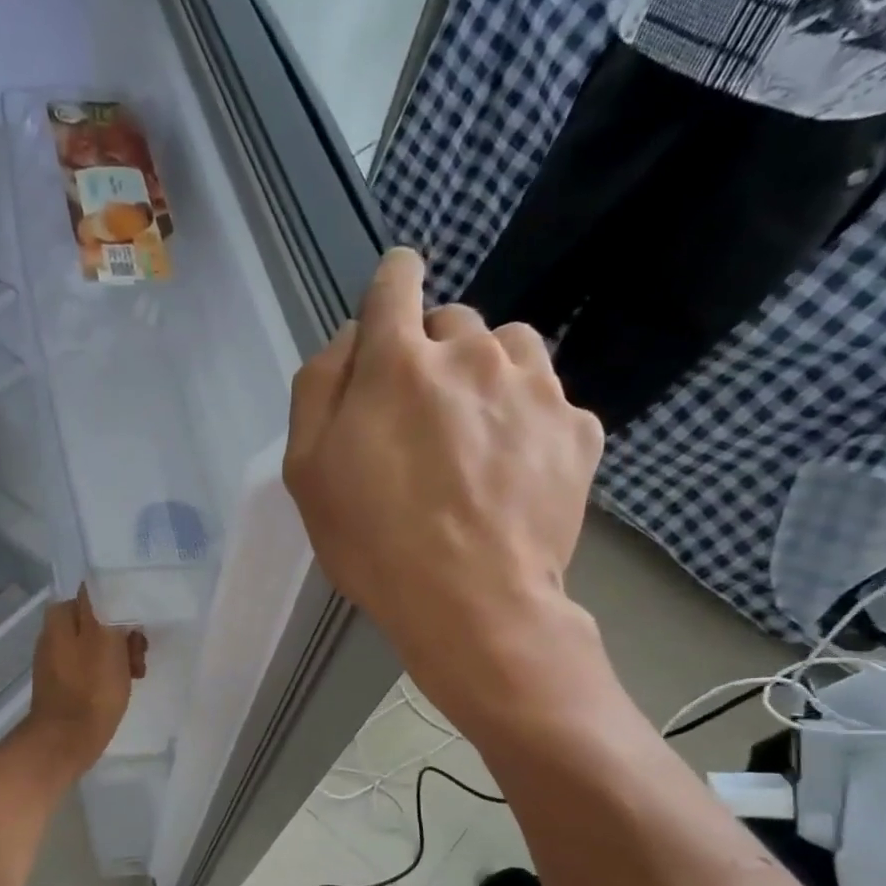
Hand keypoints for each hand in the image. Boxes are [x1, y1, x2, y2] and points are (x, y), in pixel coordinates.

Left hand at [24, 586, 146, 775]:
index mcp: (60, 617)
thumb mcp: (103, 638)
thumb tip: (100, 584)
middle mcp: (54, 633)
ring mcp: (57, 659)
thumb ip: (102, 606)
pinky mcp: (63, 682)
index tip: (137, 629)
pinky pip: (91, 667)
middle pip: (99, 621)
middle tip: (138, 657)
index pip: (97, 596)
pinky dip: (108, 673)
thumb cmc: (91, 687)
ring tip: (134, 676)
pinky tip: (120, 687)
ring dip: (120, 656)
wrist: (67, 740)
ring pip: (98, 645)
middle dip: (123, 636)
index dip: (122, 609)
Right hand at [283, 248, 602, 717]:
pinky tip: (511, 468)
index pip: (396, 279)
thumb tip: (352, 340)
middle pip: (452, 320)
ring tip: (473, 434)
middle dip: (432, 354)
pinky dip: (527, 417)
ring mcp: (535, 388)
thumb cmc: (374, 542)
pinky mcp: (579, 428)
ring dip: (486, 373)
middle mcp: (472, 353)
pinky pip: (548, 397)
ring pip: (508, 347)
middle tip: (421, 420)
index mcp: (399, 361)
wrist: (473, 606)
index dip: (390, 289)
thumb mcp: (307, 471)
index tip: (390, 316)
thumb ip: (318, 388)